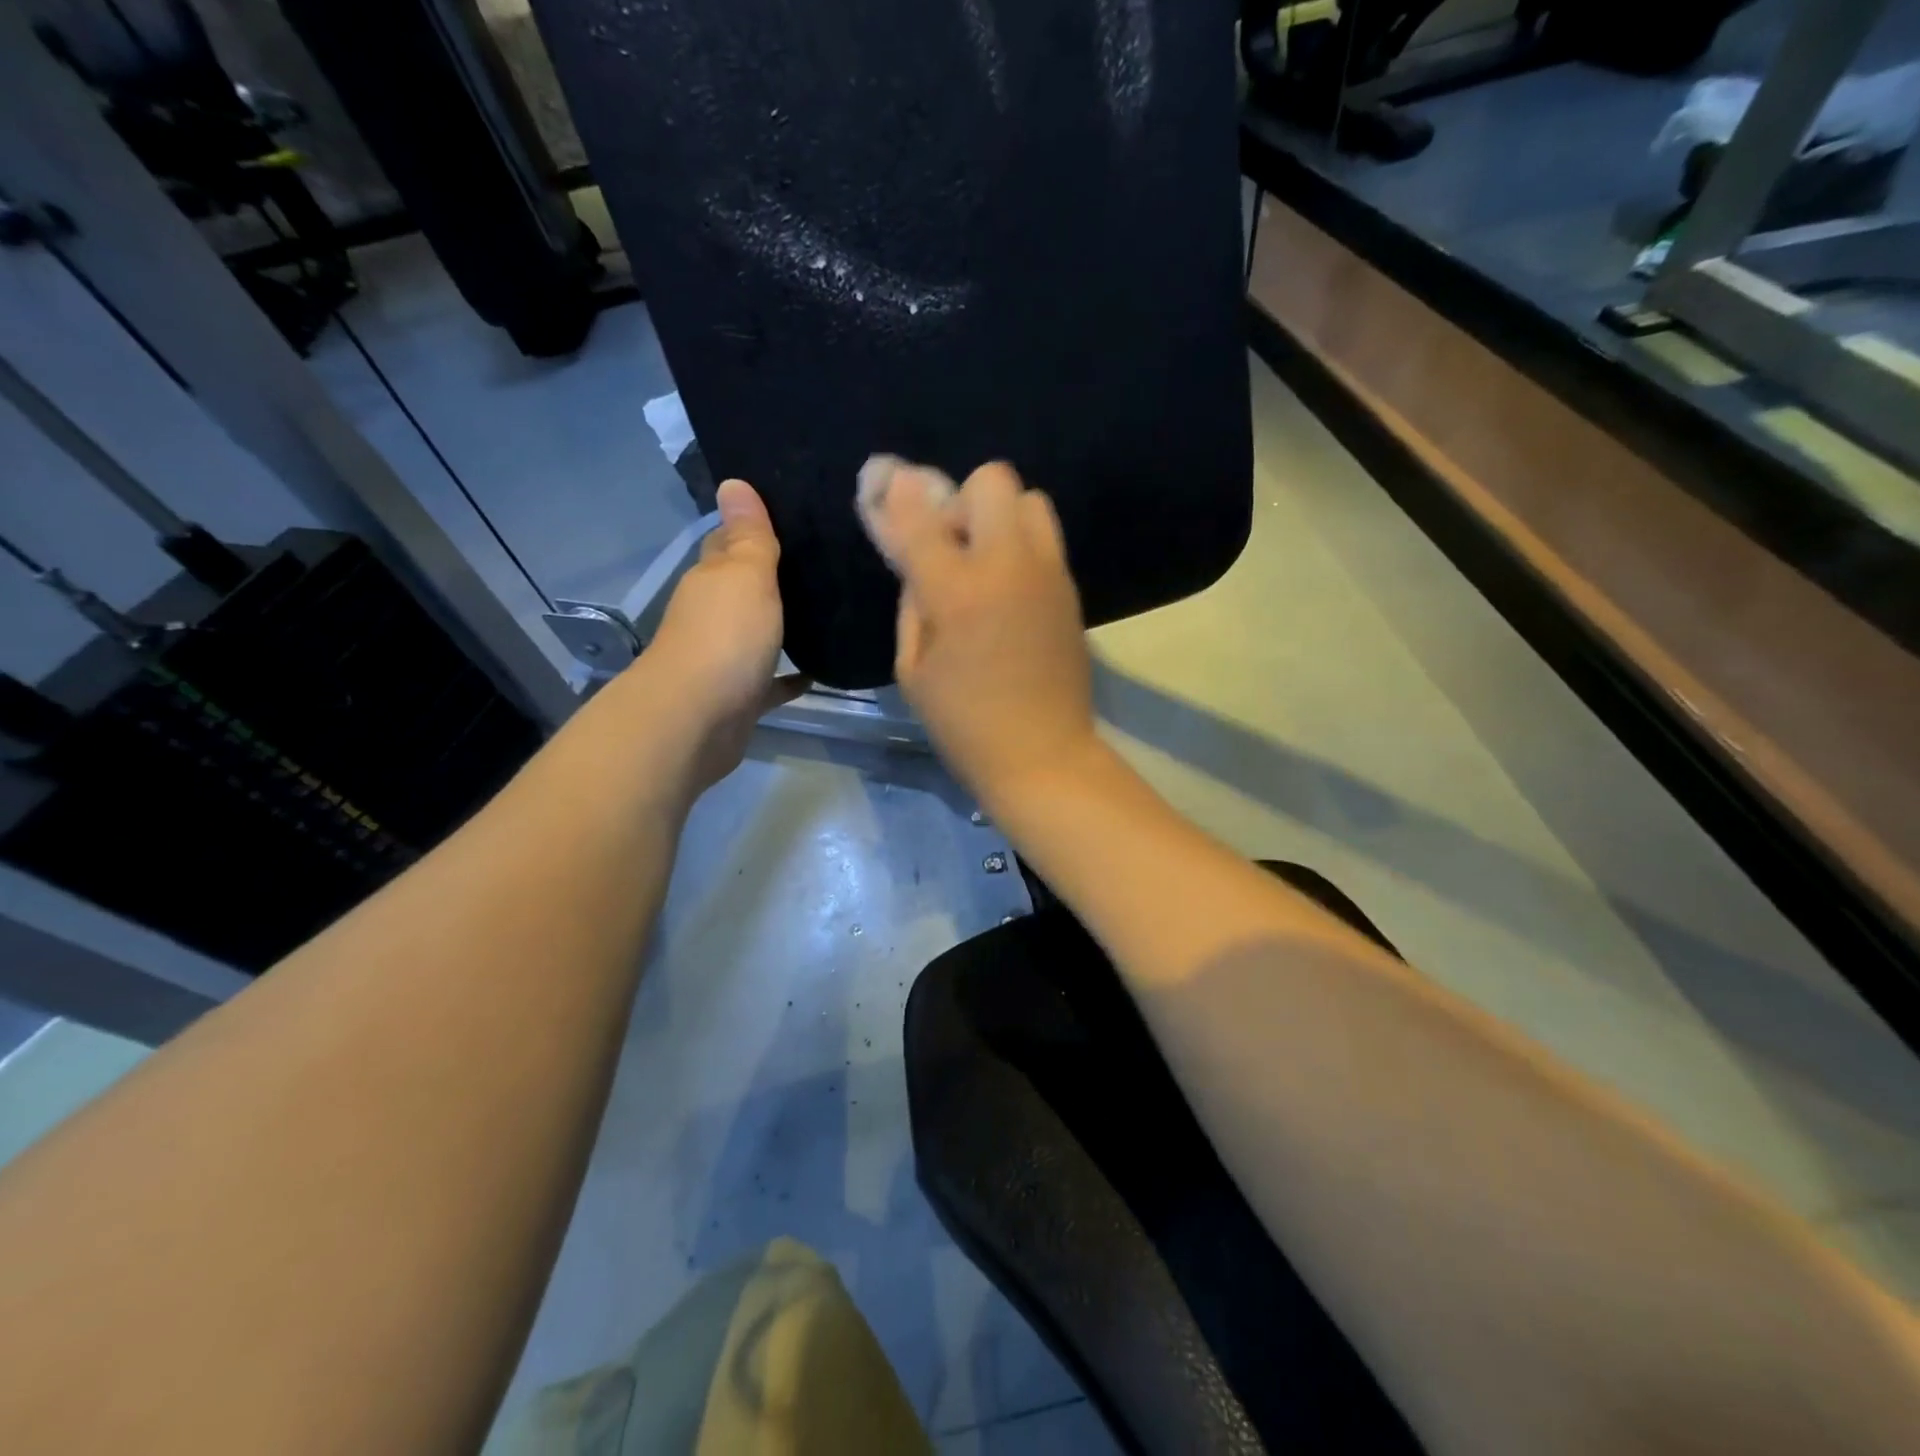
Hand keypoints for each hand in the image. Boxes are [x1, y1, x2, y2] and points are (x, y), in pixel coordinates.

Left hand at [639, 479, 805, 791]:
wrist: (697, 721)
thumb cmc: (725, 639)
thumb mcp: (746, 576)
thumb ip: (749, 535)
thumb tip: (733, 481)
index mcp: (711, 580)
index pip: (727, 543)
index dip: (753, 529)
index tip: (793, 518)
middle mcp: (712, 615)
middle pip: (742, 588)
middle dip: (773, 577)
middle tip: (824, 564)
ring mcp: (724, 659)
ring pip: (757, 633)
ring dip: (782, 625)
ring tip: (829, 612)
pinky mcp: (739, 697)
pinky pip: (770, 681)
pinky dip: (789, 676)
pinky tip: (818, 672)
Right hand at [864, 461, 1099, 806]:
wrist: (1044, 755)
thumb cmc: (964, 724)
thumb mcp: (913, 669)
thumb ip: (912, 603)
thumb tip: (915, 561)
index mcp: (958, 591)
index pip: (920, 516)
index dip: (896, 493)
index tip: (884, 482)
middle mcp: (1008, 566)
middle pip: (992, 480)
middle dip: (962, 500)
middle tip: (952, 545)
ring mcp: (1047, 574)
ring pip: (1030, 499)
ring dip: (1000, 517)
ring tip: (985, 564)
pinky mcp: (1070, 590)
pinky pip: (1045, 539)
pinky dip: (1021, 546)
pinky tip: (1008, 589)